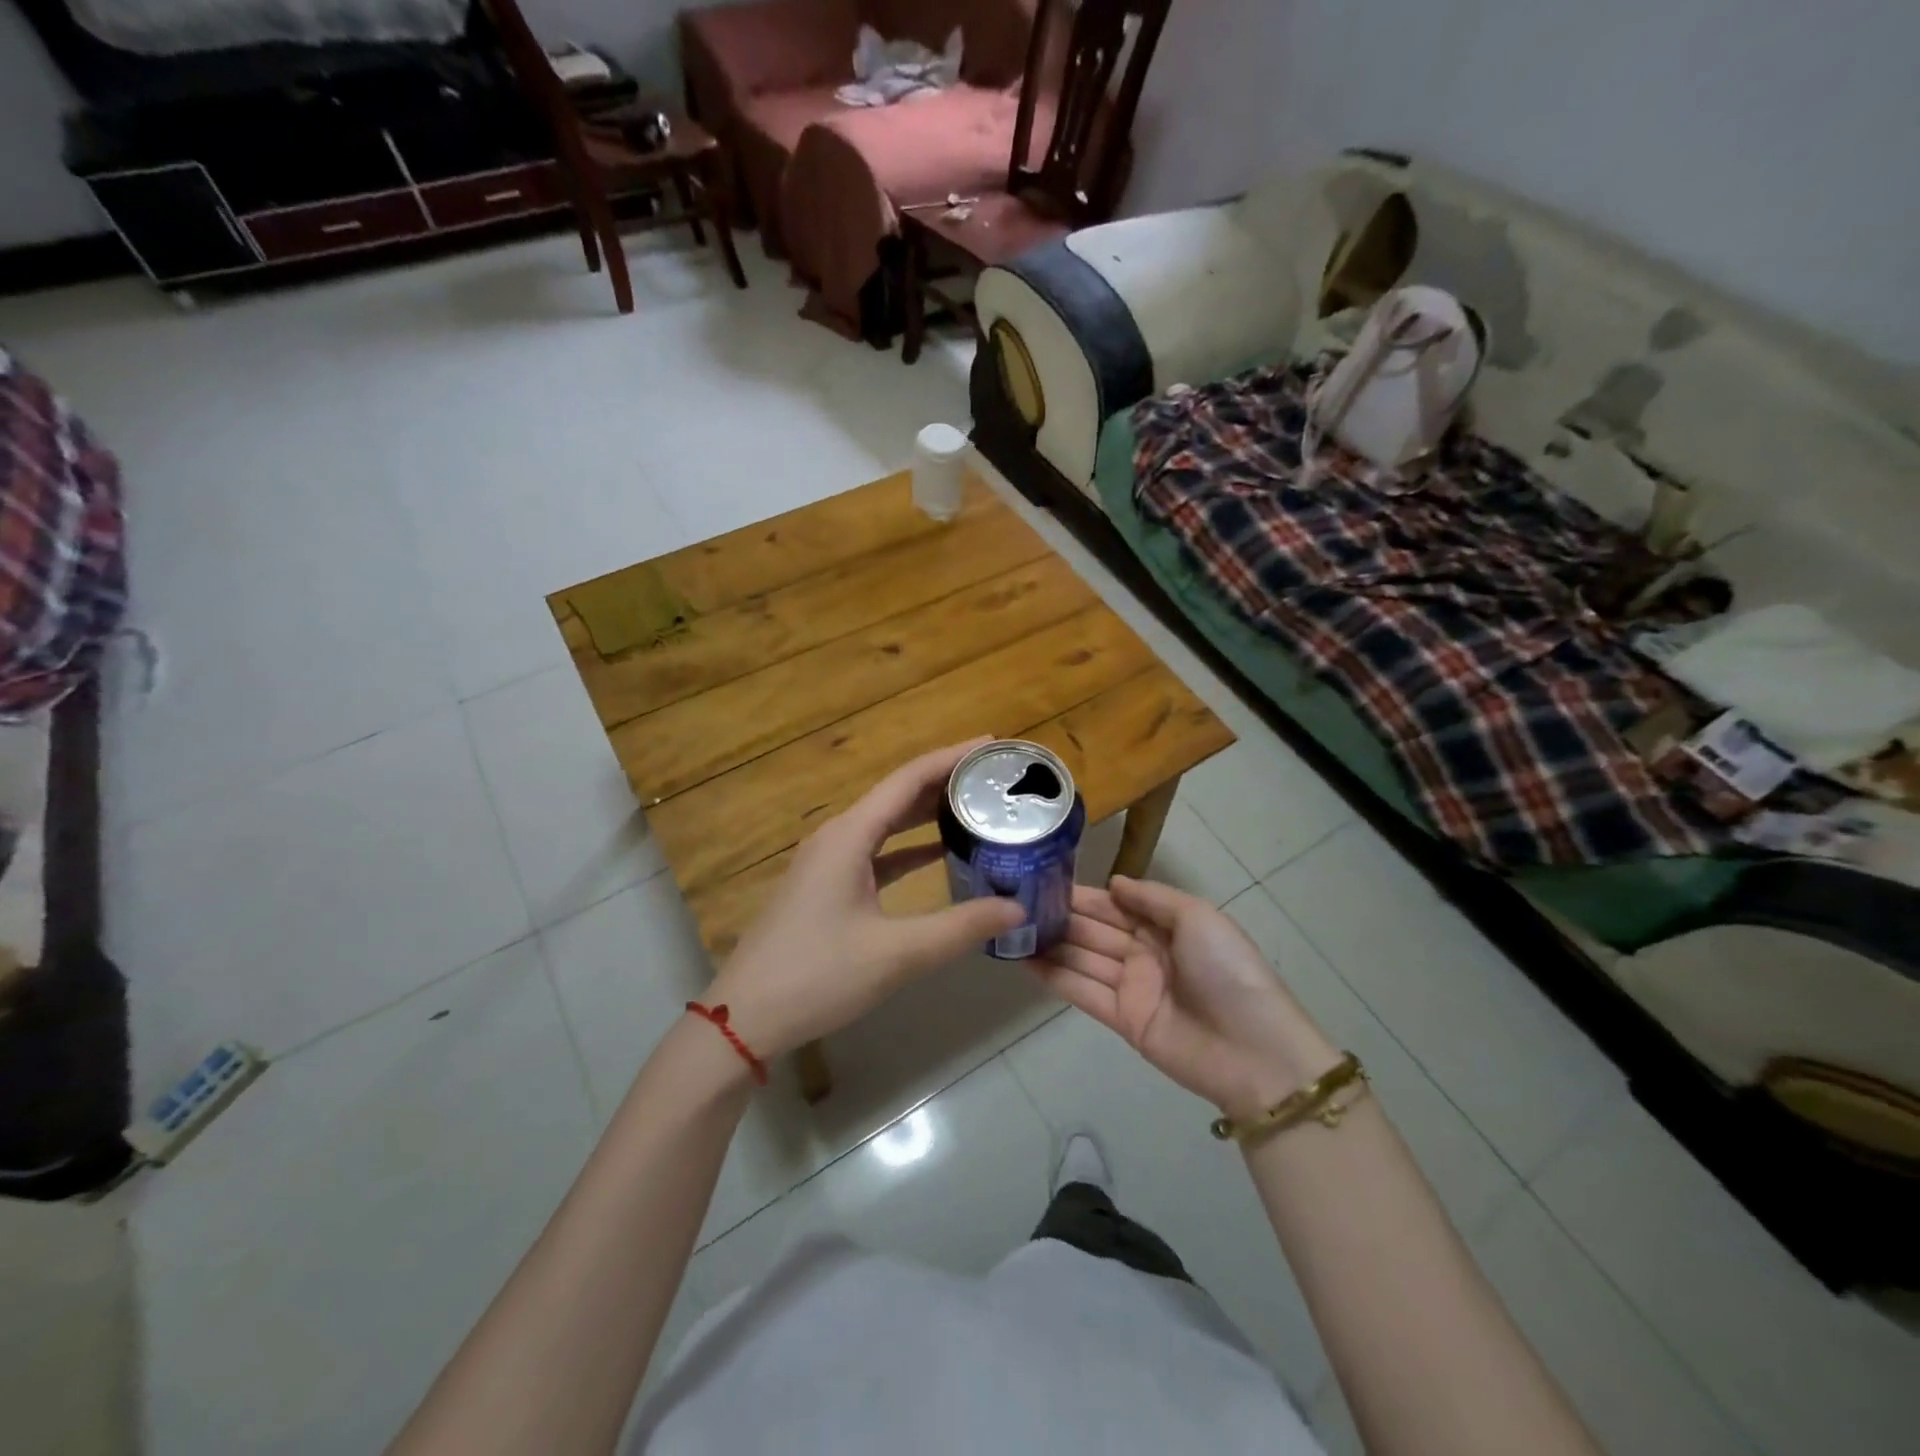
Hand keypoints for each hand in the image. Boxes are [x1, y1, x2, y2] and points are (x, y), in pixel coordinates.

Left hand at [708, 740, 1025, 1062]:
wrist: (746, 1017)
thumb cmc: (817, 976)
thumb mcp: (896, 954)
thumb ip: (959, 928)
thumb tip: (1016, 908)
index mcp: (849, 835)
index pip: (909, 779)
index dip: (952, 757)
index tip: (993, 746)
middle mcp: (838, 836)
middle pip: (899, 794)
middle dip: (946, 781)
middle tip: (995, 778)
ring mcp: (829, 861)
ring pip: (888, 823)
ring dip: (929, 813)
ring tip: (977, 807)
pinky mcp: (828, 886)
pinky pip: (877, 852)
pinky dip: (910, 847)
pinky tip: (940, 855)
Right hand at [1030, 877, 1341, 1118]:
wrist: (1252, 1051)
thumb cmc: (1227, 971)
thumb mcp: (1198, 918)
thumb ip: (1153, 898)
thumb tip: (1113, 883)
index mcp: (1166, 926)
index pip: (1115, 905)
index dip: (1083, 895)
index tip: (1045, 880)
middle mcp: (1145, 953)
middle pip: (1095, 930)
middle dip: (1061, 917)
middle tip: (1016, 903)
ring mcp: (1132, 987)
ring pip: (1083, 958)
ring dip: (1051, 944)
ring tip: (1011, 929)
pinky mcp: (1121, 1019)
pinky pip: (1082, 992)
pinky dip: (1054, 976)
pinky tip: (1024, 960)